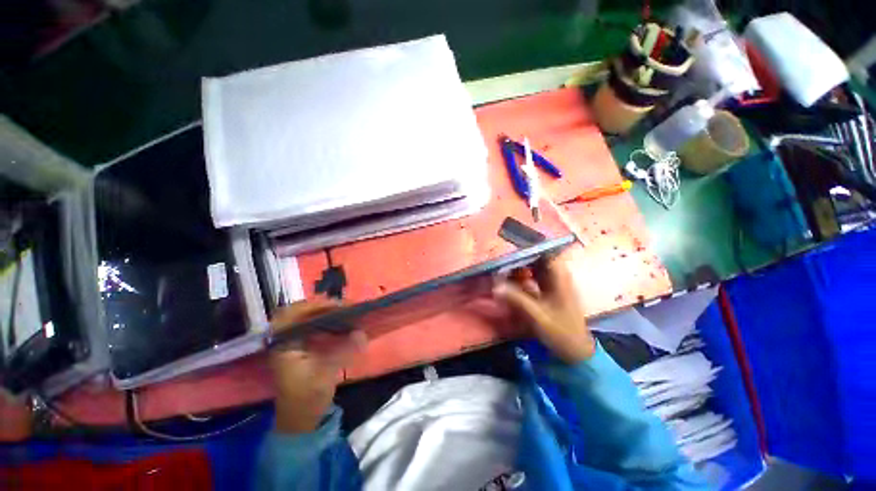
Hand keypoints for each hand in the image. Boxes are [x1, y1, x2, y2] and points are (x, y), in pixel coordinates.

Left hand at [268, 300, 366, 433]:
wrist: (300, 419)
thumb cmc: (307, 398)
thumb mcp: (325, 375)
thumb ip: (343, 351)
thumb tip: (362, 332)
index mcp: (284, 345)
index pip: (294, 314)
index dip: (315, 306)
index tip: (338, 305)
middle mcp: (285, 340)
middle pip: (299, 311)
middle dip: (322, 305)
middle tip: (344, 306)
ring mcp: (292, 342)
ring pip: (305, 317)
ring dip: (325, 311)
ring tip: (346, 311)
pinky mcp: (301, 346)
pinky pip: (312, 325)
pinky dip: (326, 320)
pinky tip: (341, 322)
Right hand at [493, 252, 595, 363]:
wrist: (576, 352)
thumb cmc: (561, 332)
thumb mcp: (537, 315)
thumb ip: (516, 299)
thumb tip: (495, 286)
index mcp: (559, 277)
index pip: (544, 251)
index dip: (528, 247)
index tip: (509, 247)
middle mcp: (557, 276)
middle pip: (536, 258)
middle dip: (518, 258)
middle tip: (501, 261)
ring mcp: (553, 284)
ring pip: (533, 268)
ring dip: (518, 268)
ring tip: (502, 270)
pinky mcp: (548, 292)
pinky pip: (532, 278)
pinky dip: (521, 278)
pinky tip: (510, 282)